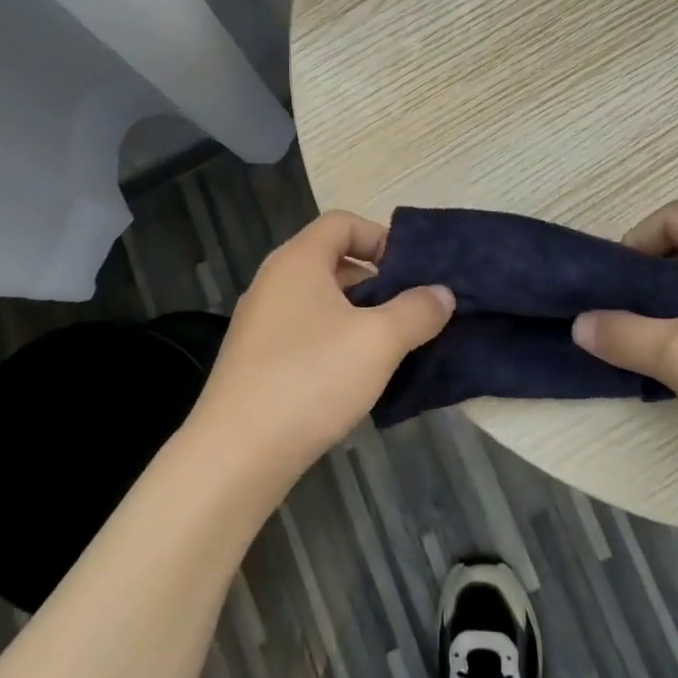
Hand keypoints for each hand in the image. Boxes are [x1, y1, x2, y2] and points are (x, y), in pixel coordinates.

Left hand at [189, 211, 453, 485]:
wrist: (236, 455)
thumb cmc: (311, 379)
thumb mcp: (379, 341)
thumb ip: (417, 310)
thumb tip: (442, 293)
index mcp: (298, 261)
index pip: (342, 222)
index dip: (380, 237)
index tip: (411, 272)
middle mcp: (273, 282)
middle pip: (332, 260)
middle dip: (376, 281)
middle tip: (410, 311)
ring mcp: (260, 322)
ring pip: (319, 301)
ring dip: (358, 315)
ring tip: (391, 346)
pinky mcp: (255, 359)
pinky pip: (304, 332)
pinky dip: (334, 341)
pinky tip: (355, 377)